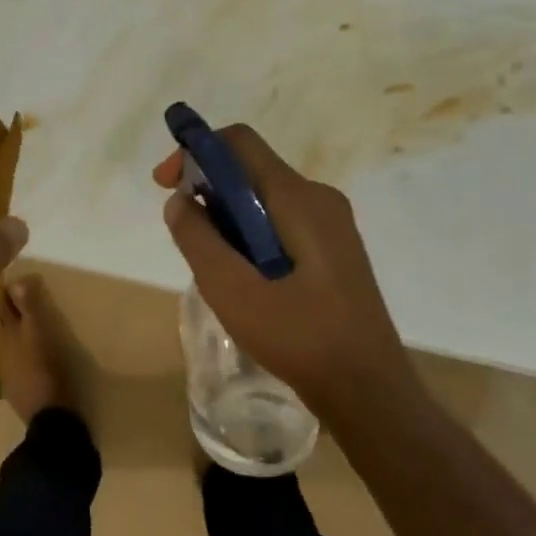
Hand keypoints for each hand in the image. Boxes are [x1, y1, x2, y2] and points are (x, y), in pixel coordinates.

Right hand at [153, 125, 415, 409]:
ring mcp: (331, 223)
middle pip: (250, 169)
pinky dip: (249, 232)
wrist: (370, 393)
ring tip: (214, 265)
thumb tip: (178, 200)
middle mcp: (319, 198)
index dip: (196, 151)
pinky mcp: (333, 248)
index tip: (166, 185)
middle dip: (208, 189)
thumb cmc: (300, 338)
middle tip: (185, 235)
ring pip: (263, 197)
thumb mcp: (233, 291)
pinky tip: (244, 277)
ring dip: (227, 216)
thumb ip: (198, 240)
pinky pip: (279, 219)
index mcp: (299, 199)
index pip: (239, 142)